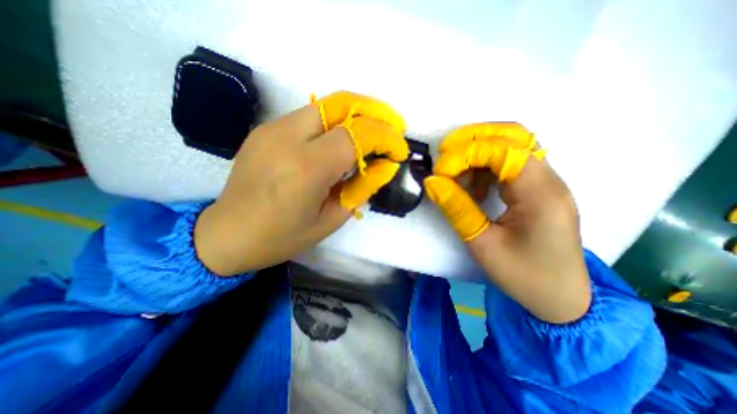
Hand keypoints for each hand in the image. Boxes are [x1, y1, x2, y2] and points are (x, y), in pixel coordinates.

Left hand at [193, 92, 408, 276]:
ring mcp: (272, 128)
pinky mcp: (266, 129)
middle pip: (342, 104)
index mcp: (307, 168)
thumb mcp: (330, 219)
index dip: (385, 138)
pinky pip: (309, 116)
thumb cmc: (281, 237)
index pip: (357, 135)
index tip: (399, 150)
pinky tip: (342, 139)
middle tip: (393, 127)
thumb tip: (384, 165)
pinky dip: (335, 121)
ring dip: (356, 113)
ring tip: (374, 131)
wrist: (226, 234)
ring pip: (326, 106)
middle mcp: (287, 137)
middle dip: (375, 111)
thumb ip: (361, 188)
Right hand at [423, 123, 591, 323]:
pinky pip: (508, 164)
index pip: (502, 151)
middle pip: (512, 136)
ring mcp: (544, 182)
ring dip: (476, 154)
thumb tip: (432, 181)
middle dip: (472, 139)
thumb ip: (457, 209)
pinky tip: (474, 189)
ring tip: (456, 177)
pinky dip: (484, 168)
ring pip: (509, 147)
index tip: (439, 171)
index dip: (465, 153)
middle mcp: (548, 179)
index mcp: (541, 193)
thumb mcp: (483, 245)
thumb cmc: (524, 276)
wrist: (562, 298)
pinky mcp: (536, 189)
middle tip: (444, 155)